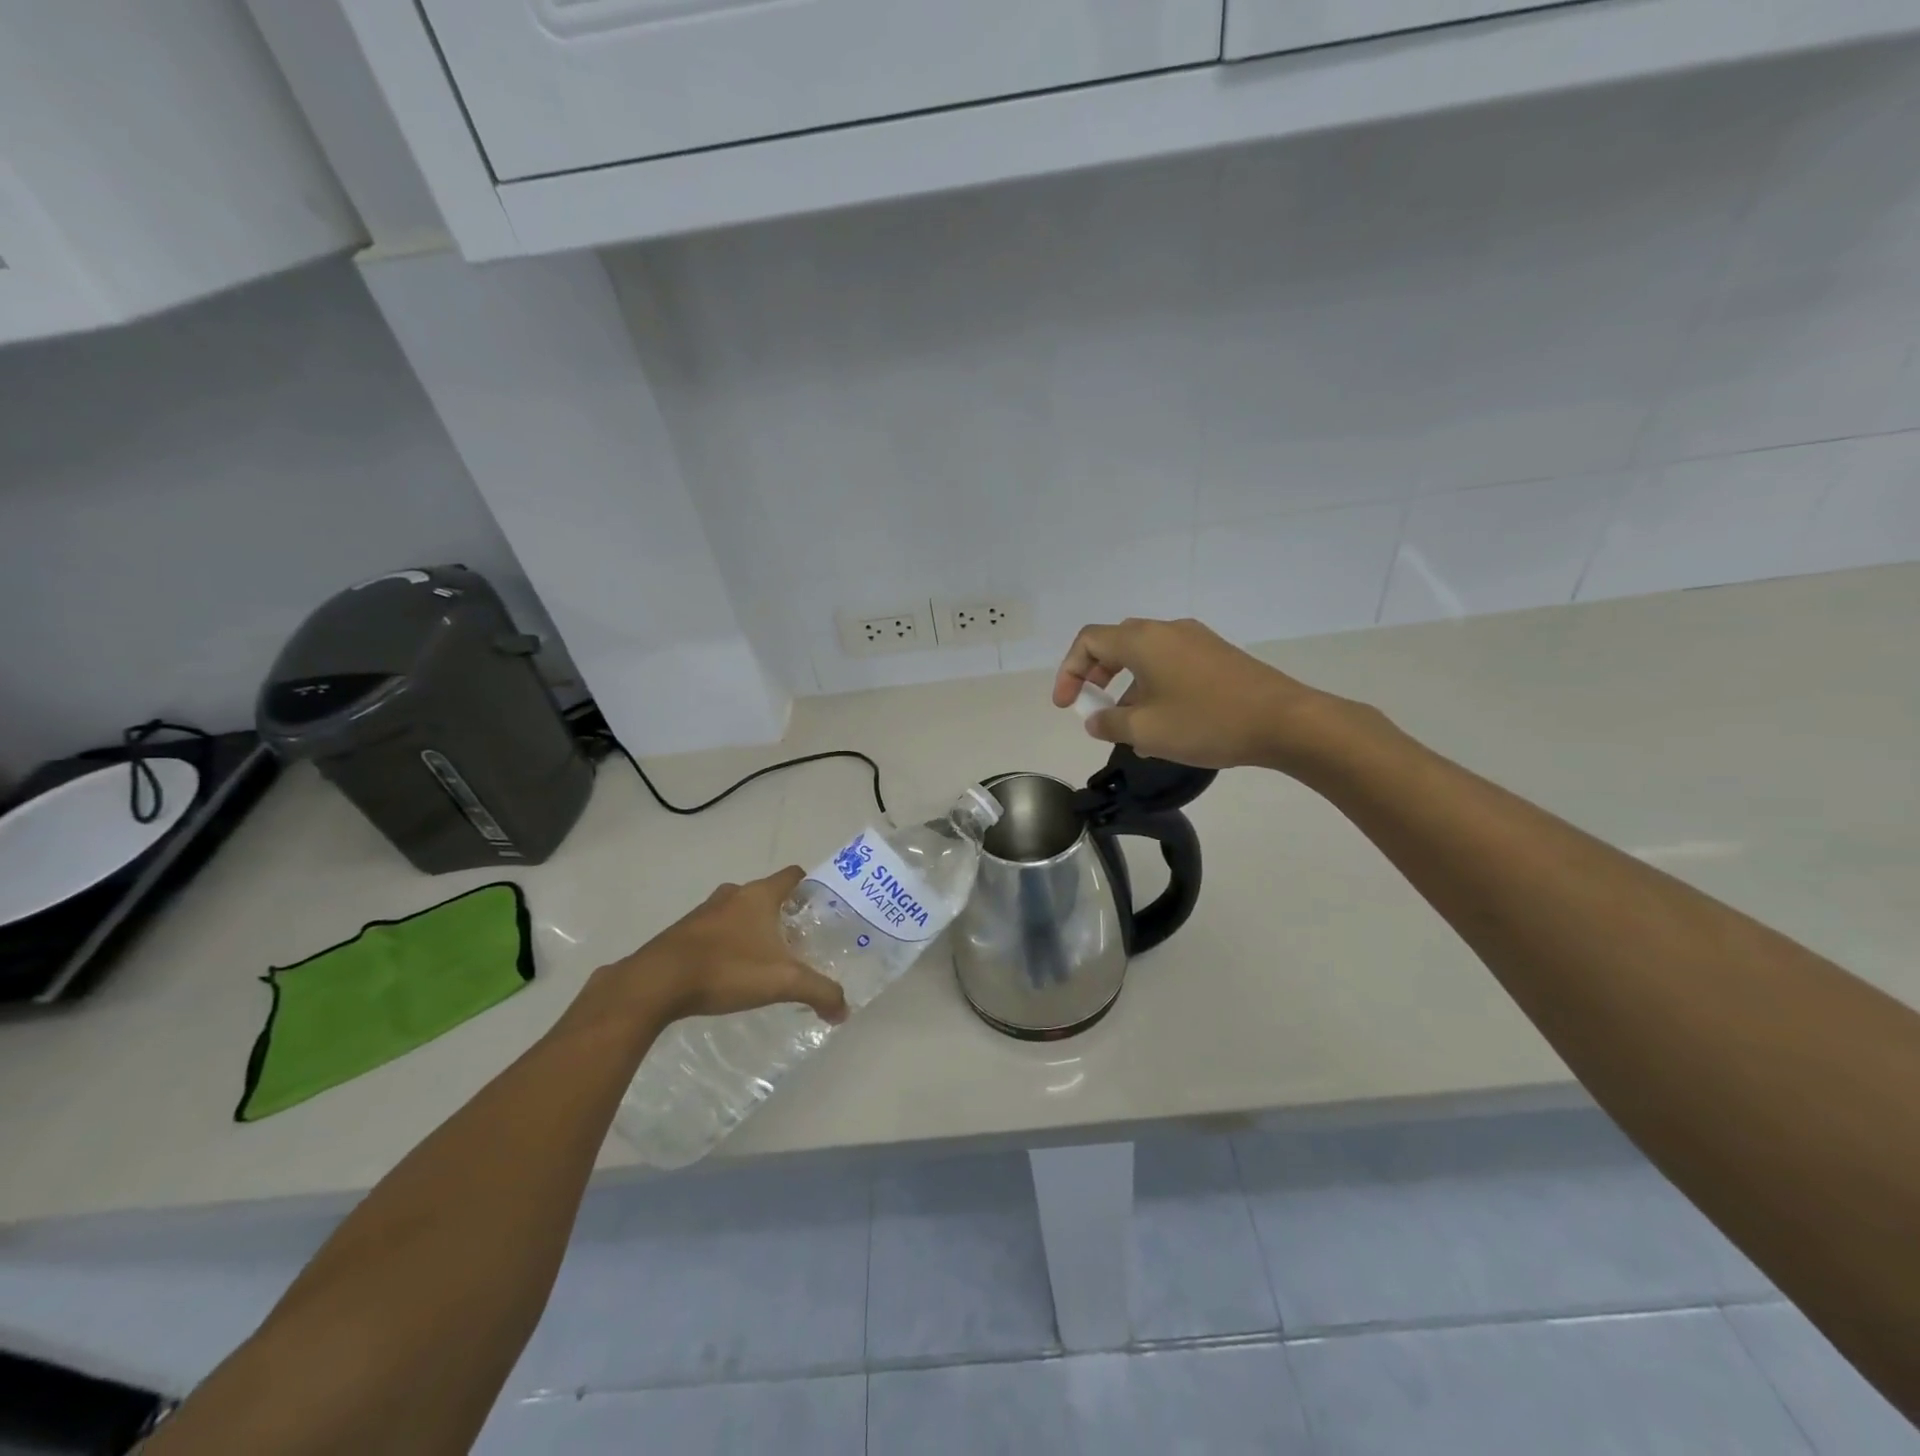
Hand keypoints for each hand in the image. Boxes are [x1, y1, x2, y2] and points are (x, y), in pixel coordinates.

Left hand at [608, 867, 848, 1025]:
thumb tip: (844, 1011)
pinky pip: (715, 930)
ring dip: (753, 928)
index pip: (793, 875)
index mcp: (759, 895)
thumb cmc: (726, 969)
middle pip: (766, 894)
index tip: (822, 909)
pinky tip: (731, 970)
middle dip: (783, 914)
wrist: (656, 983)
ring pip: (738, 911)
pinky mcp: (683, 933)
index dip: (811, 887)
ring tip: (765, 958)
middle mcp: (733, 895)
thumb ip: (819, 992)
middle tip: (798, 941)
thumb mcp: (782, 982)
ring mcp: (704, 912)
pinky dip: (727, 942)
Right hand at [1052, 617, 1340, 770]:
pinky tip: (1166, 726)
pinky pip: (1172, 665)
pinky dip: (1155, 688)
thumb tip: (1095, 719)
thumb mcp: (1146, 731)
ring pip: (1146, 657)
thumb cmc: (1206, 722)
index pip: (1088, 641)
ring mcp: (1196, 640)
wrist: (1285, 722)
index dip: (1069, 671)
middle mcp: (1167, 630)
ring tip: (1131, 730)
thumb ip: (1109, 723)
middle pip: (1116, 644)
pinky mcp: (1217, 656)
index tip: (1067, 706)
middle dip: (1096, 676)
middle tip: (1093, 708)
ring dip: (1128, 688)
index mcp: (1142, 640)